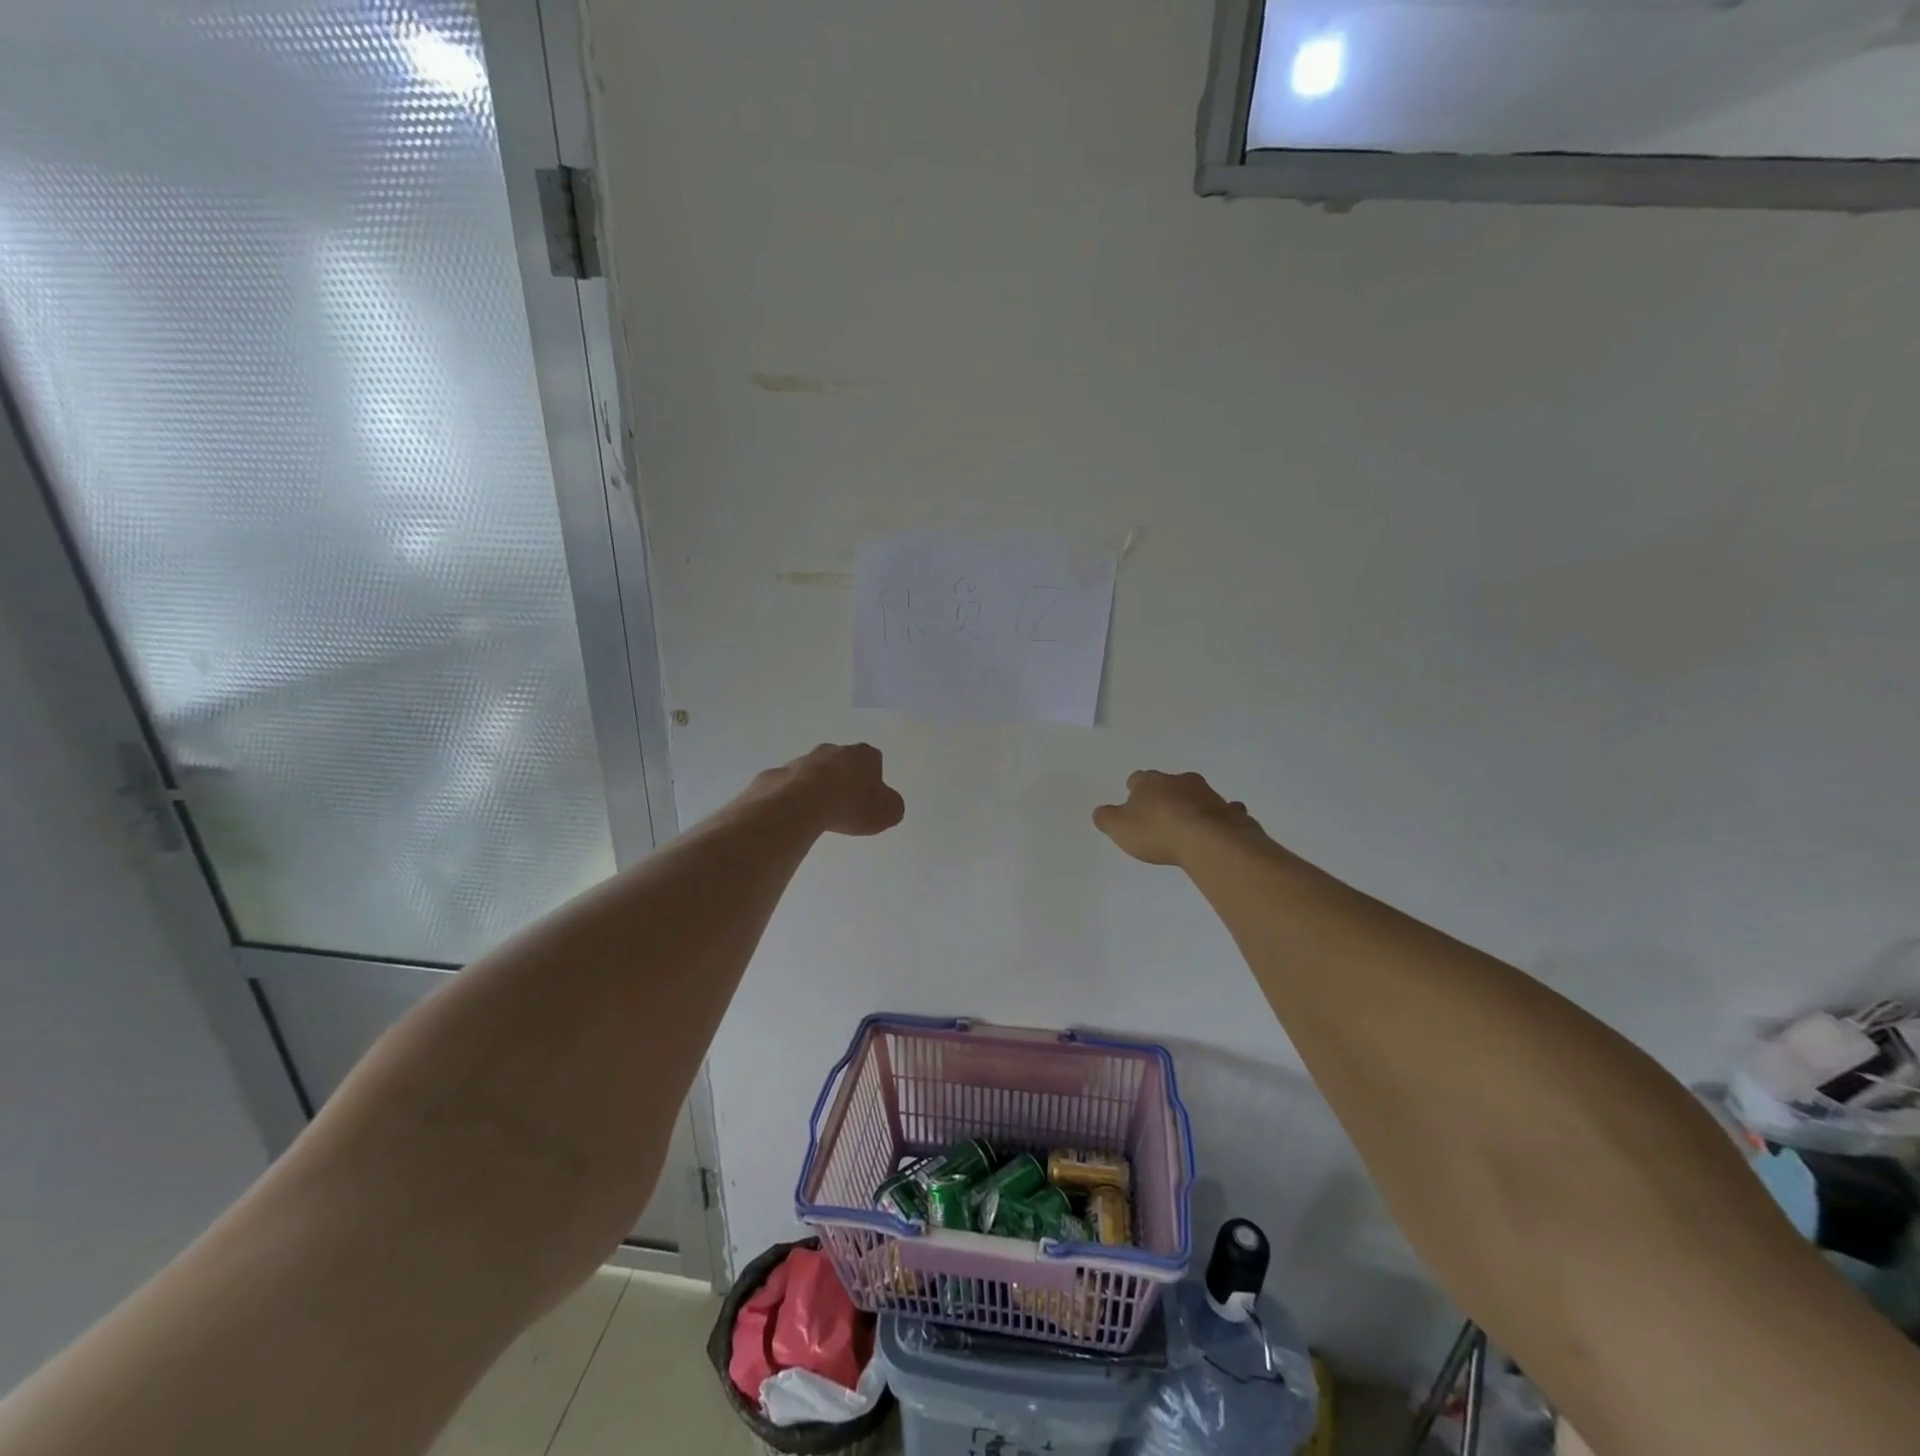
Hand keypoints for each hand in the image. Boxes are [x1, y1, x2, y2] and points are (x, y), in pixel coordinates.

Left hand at [755, 743, 904, 836]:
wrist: (800, 805)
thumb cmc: (850, 805)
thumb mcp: (888, 812)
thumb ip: (892, 806)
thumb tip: (888, 804)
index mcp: (862, 755)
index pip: (873, 760)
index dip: (873, 779)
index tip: (869, 798)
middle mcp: (832, 750)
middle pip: (842, 762)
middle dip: (843, 779)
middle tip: (845, 806)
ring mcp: (802, 760)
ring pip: (813, 772)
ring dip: (817, 787)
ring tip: (819, 814)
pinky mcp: (777, 775)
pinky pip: (789, 785)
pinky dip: (793, 797)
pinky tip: (796, 815)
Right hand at [1092, 770, 1260, 865]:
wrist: (1209, 841)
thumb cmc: (1158, 832)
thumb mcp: (1119, 828)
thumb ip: (1106, 818)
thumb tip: (1101, 812)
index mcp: (1150, 782)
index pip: (1137, 779)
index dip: (1134, 792)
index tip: (1133, 806)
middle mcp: (1179, 781)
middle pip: (1168, 784)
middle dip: (1164, 797)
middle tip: (1159, 817)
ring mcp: (1208, 794)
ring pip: (1196, 795)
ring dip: (1190, 806)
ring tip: (1186, 828)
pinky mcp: (1229, 811)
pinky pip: (1221, 811)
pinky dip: (1217, 818)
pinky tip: (1214, 832)